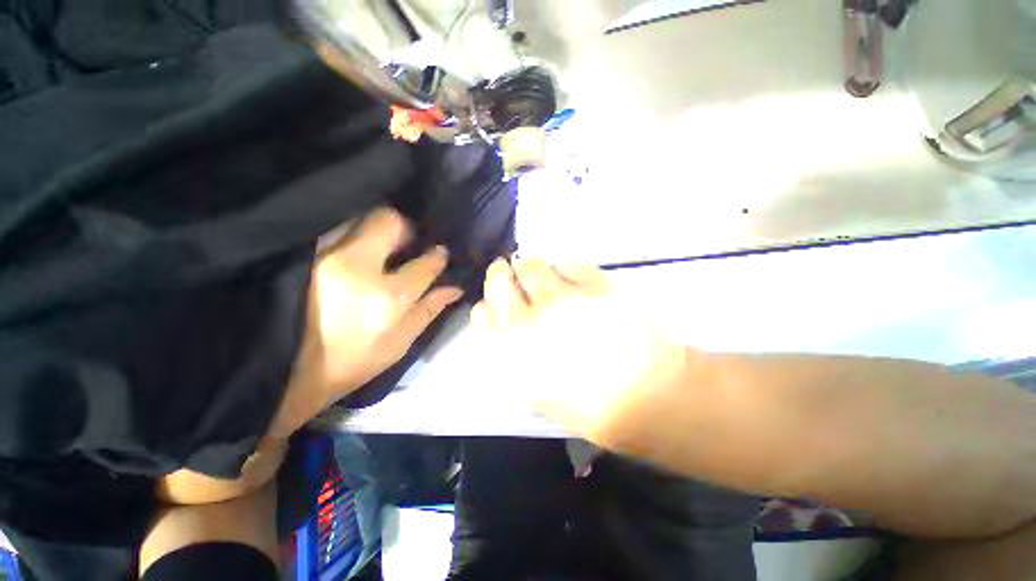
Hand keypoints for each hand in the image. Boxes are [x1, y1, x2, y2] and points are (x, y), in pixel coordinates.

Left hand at [269, 209, 462, 437]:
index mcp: (387, 298)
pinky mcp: (301, 254)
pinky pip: (334, 229)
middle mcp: (356, 268)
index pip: (424, 264)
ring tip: (379, 248)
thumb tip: (455, 287)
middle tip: (406, 244)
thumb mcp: (400, 343)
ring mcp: (322, 256)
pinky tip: (354, 252)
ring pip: (358, 219)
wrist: (285, 371)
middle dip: (405, 229)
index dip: (437, 256)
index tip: (438, 254)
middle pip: (388, 221)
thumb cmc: (352, 362)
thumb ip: (429, 310)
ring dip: (376, 230)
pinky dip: (351, 234)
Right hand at [472, 259, 690, 445]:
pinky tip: (566, 273)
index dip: (487, 304)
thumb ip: (512, 354)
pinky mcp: (594, 285)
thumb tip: (502, 322)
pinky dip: (563, 265)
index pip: (483, 314)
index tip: (493, 302)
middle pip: (500, 281)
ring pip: (531, 265)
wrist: (643, 396)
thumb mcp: (536, 391)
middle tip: (507, 272)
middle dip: (500, 274)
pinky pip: (568, 262)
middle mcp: (530, 319)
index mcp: (513, 351)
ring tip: (538, 272)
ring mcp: (563, 299)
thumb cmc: (587, 404)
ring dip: (530, 267)